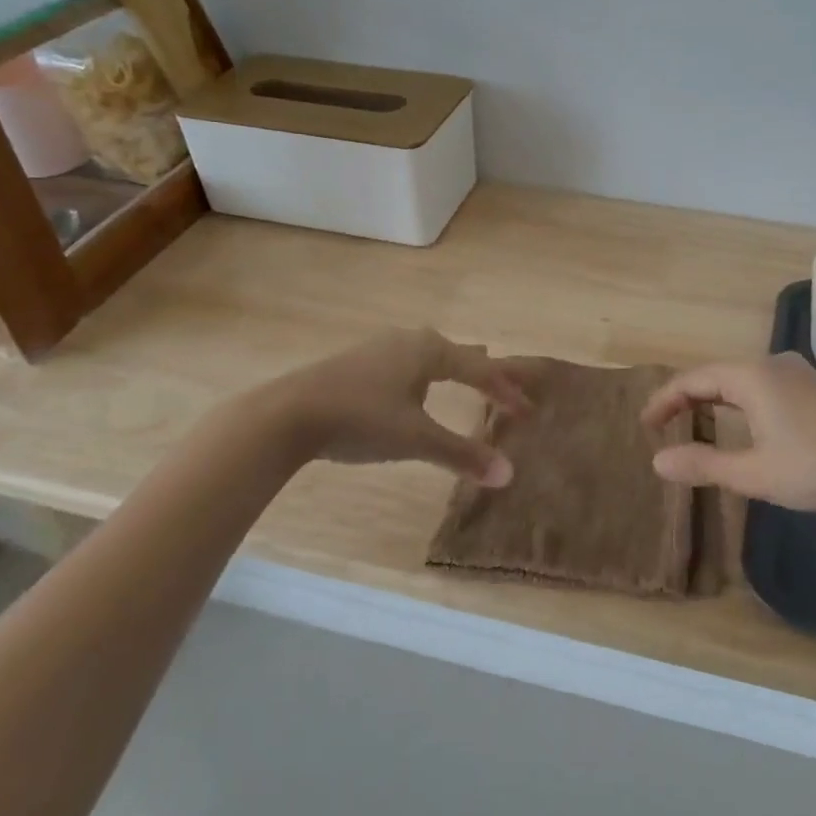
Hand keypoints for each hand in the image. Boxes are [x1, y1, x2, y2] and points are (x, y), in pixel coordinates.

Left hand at [268, 328, 537, 486]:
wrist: (287, 414)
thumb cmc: (361, 419)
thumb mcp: (416, 439)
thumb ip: (462, 455)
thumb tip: (509, 474)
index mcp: (429, 350)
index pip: (480, 370)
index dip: (506, 391)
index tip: (527, 411)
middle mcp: (408, 341)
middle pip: (456, 354)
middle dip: (482, 372)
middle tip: (503, 385)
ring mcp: (379, 349)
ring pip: (428, 356)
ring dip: (452, 369)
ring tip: (466, 376)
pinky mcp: (356, 363)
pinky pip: (406, 364)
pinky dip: (425, 375)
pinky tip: (413, 387)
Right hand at [640, 352, 815, 514]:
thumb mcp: (754, 474)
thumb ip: (703, 465)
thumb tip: (657, 462)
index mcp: (751, 377)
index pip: (692, 380)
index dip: (664, 400)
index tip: (644, 425)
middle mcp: (770, 364)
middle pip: (714, 375)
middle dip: (685, 399)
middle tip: (661, 425)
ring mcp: (794, 372)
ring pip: (737, 379)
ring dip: (711, 400)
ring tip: (692, 423)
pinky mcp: (811, 386)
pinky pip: (758, 384)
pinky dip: (736, 401)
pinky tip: (738, 422)